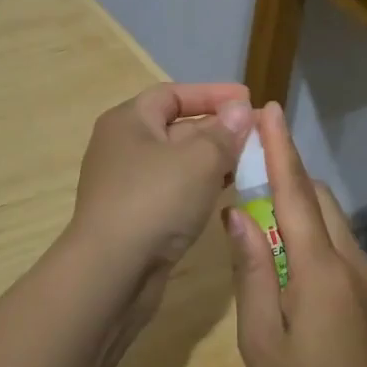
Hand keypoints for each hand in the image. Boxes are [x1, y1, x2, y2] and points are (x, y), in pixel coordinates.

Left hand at [66, 83, 252, 294]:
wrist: (110, 273)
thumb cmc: (154, 201)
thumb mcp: (198, 160)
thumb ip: (223, 133)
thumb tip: (239, 109)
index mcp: (128, 120)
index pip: (173, 94)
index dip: (212, 94)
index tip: (247, 99)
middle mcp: (123, 146)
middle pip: (176, 127)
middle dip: (217, 128)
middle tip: (257, 135)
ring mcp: (127, 183)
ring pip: (177, 161)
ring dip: (212, 160)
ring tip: (250, 163)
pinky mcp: (135, 216)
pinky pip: (173, 189)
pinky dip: (199, 186)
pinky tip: (225, 193)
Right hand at [224, 102, 366, 366]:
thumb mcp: (260, 339)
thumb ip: (250, 271)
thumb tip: (237, 215)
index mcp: (319, 268)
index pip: (295, 192)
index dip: (281, 148)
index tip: (268, 110)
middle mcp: (347, 259)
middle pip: (315, 195)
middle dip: (285, 168)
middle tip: (247, 160)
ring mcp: (362, 274)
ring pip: (328, 215)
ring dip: (296, 196)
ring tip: (257, 199)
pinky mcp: (365, 290)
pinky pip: (334, 237)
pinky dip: (307, 223)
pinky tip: (280, 245)